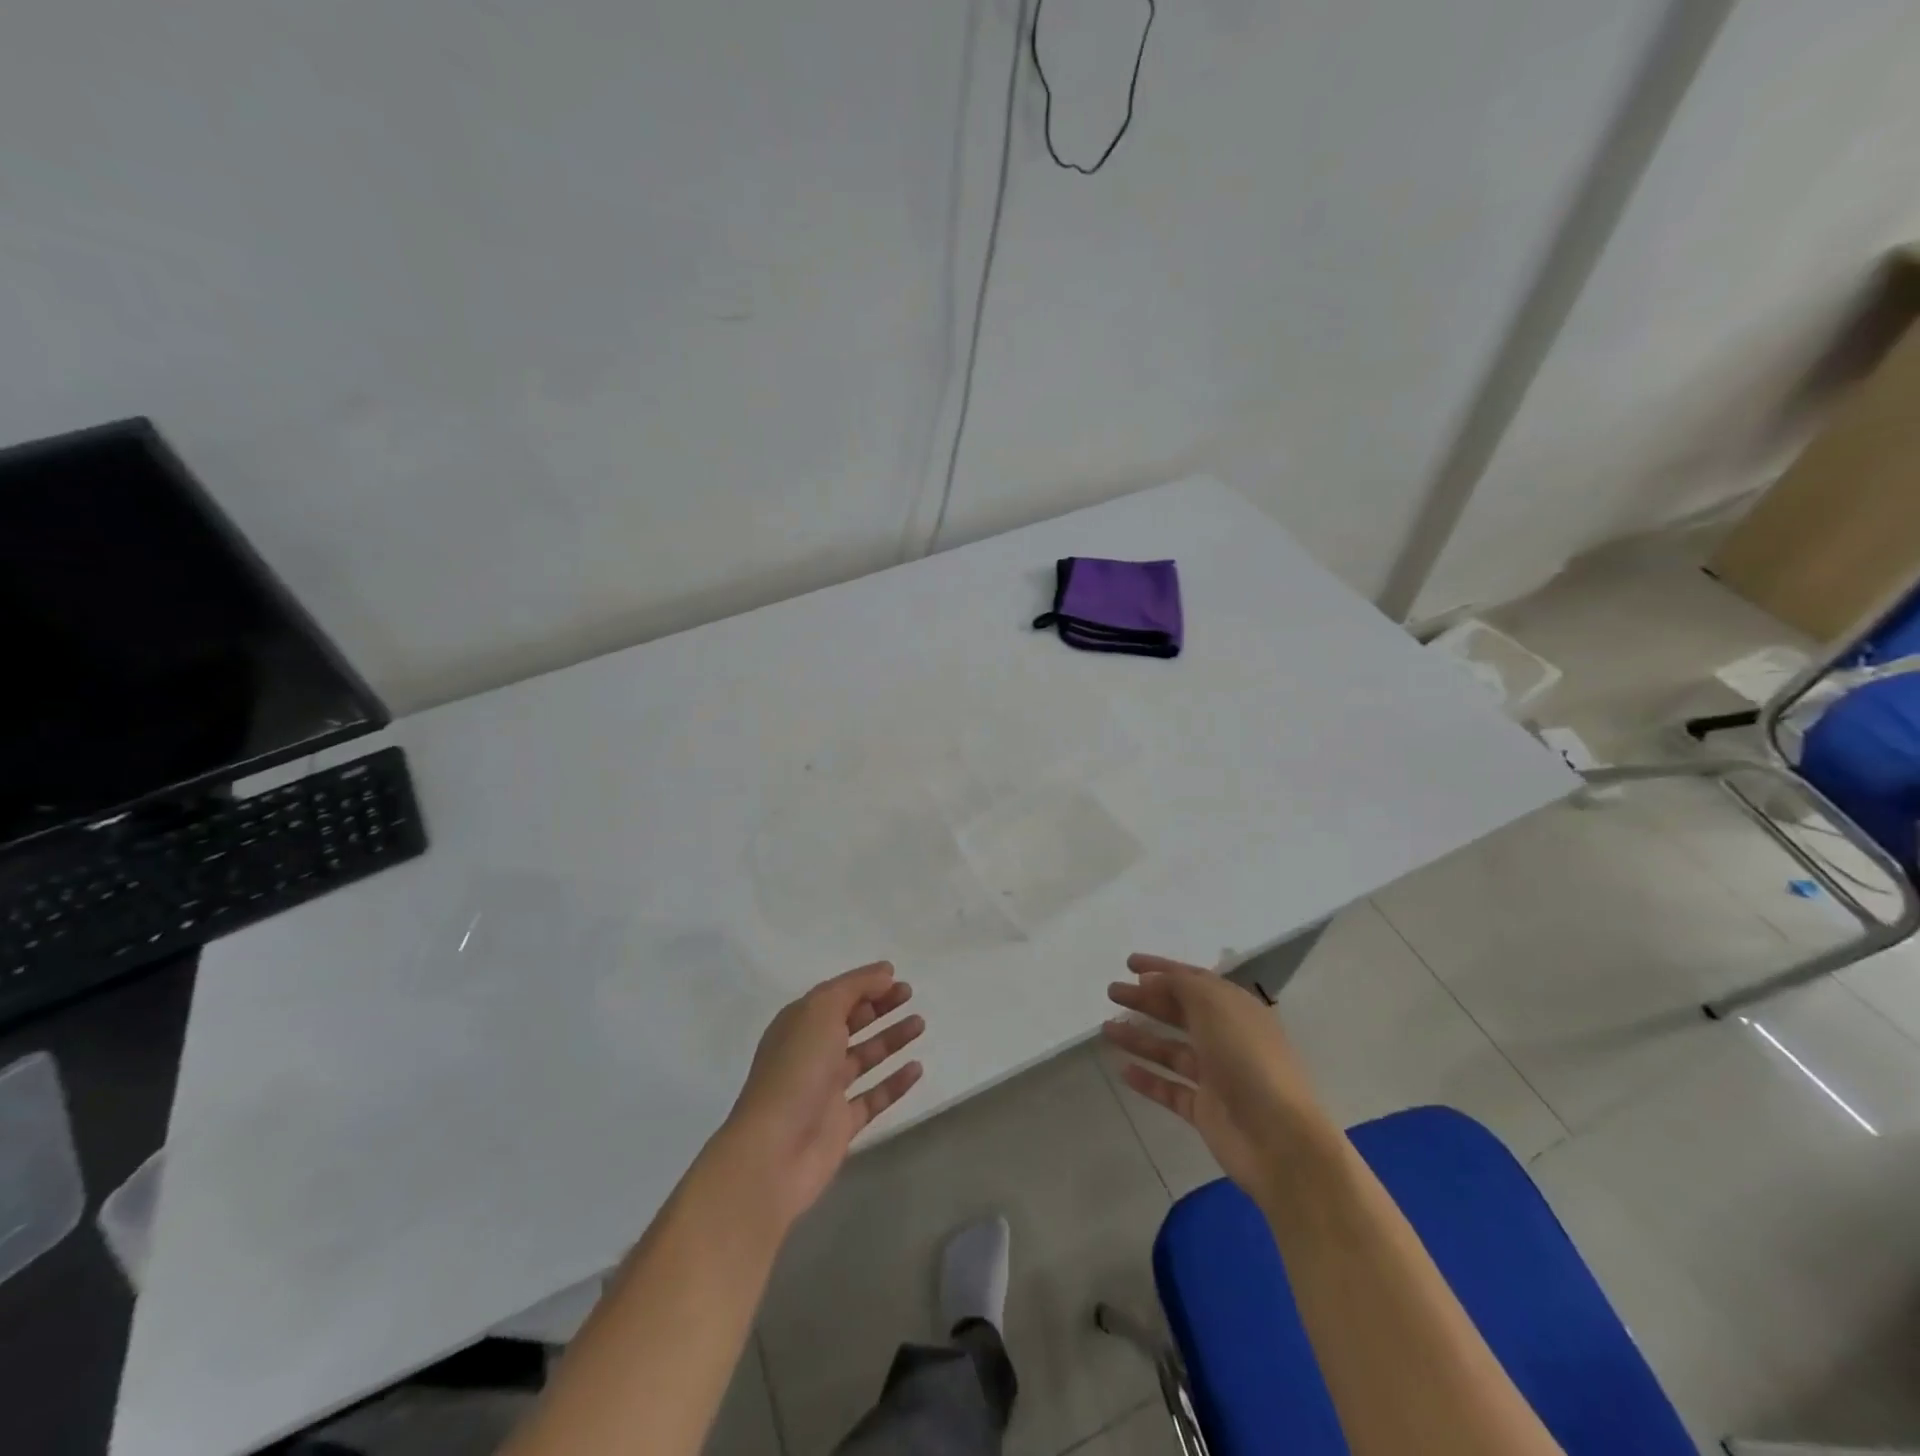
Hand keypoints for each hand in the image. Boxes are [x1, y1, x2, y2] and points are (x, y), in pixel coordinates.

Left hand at [716, 961, 924, 1227]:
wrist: (774, 1151)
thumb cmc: (796, 1070)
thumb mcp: (820, 1012)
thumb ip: (854, 988)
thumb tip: (884, 972)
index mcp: (800, 1024)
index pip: (837, 995)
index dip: (865, 984)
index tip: (897, 977)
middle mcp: (812, 1052)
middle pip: (851, 1023)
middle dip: (880, 1007)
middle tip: (911, 996)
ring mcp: (826, 1090)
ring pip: (865, 1057)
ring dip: (891, 1039)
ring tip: (920, 1024)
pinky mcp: (841, 1124)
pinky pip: (874, 1096)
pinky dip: (895, 1082)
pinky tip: (917, 1068)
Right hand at [1102, 954, 1328, 1196]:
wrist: (1279, 1140)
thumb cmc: (1248, 1060)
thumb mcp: (1215, 1006)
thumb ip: (1182, 985)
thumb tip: (1155, 980)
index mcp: (1235, 1009)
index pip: (1193, 980)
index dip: (1161, 969)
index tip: (1128, 963)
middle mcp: (1226, 1038)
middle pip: (1179, 1012)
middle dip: (1145, 1000)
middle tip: (1111, 992)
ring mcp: (1216, 1076)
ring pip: (1171, 1050)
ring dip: (1140, 1037)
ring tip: (1107, 1029)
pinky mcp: (1205, 1111)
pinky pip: (1170, 1089)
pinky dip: (1148, 1079)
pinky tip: (1122, 1070)